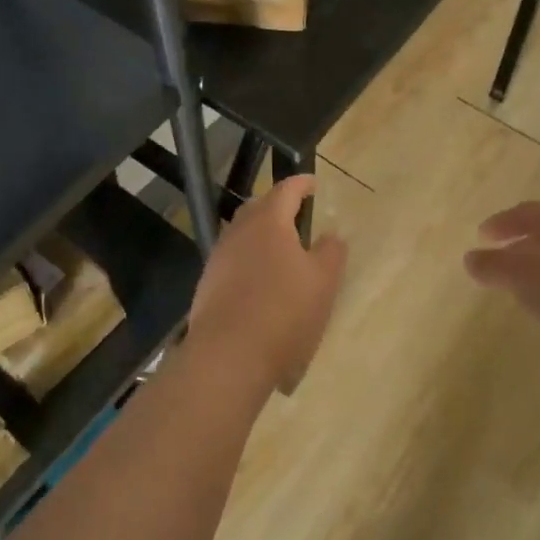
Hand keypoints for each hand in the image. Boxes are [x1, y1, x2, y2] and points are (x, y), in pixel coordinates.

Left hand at [187, 175, 347, 395]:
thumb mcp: (324, 282)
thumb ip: (331, 252)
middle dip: (277, 207)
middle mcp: (239, 231)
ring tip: (281, 252)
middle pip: (258, 208)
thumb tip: (331, 235)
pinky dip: (248, 262)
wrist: (229, 356)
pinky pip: (232, 261)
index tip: (313, 183)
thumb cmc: (284, 312)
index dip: (302, 184)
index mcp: (268, 221)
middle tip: (297, 215)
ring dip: (261, 236)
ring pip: (242, 235)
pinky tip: (260, 284)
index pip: (286, 190)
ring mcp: (219, 258)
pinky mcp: (207, 285)